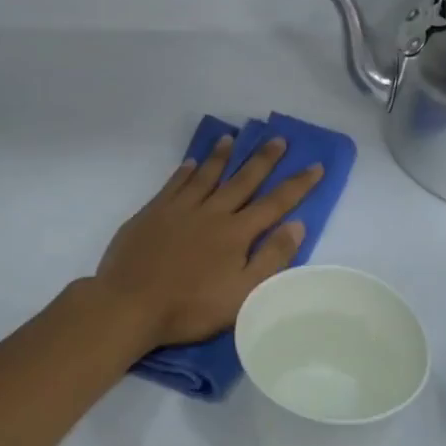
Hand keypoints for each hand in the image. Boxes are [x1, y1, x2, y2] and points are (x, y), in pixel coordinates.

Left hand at [94, 135, 322, 350]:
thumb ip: (272, 258)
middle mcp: (211, 212)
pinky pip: (174, 184)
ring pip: (206, 175)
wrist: (130, 304)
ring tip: (232, 138)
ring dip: (221, 156)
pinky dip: (185, 171)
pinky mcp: (152, 213)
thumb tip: (297, 225)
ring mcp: (179, 209)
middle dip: (263, 159)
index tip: (315, 165)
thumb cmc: (191, 307)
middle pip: (242, 180)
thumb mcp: (243, 294)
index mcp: (236, 233)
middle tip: (278, 138)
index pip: (275, 203)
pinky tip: (191, 163)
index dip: (298, 184)